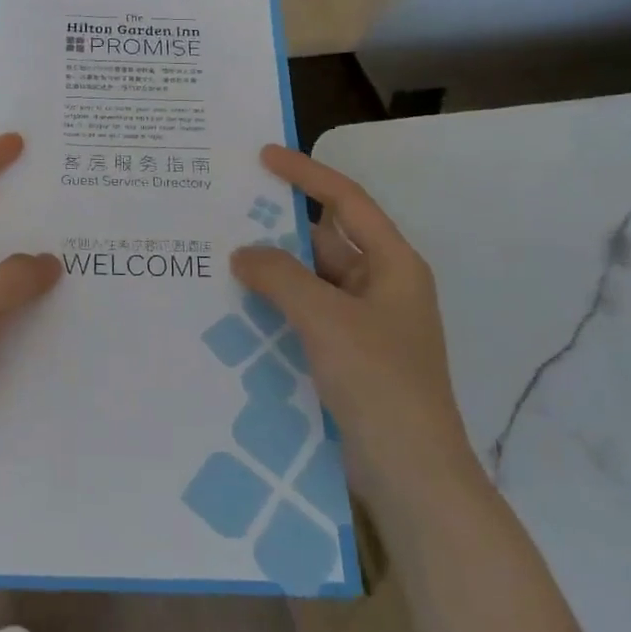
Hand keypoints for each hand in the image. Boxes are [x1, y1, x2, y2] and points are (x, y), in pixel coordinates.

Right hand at [230, 145, 478, 501]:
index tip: (264, 157)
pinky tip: (235, 309)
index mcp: (393, 265)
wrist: (411, 475)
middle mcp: (380, 287)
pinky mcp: (346, 357)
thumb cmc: (380, 382)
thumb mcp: (327, 319)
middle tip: (225, 212)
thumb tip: (243, 253)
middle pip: (324, 241)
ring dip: (273, 272)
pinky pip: (305, 316)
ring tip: (219, 257)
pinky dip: (275, 308)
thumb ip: (281, 277)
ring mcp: (363, 325)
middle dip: (278, 228)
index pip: (346, 202)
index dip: (306, 175)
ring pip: (310, 282)